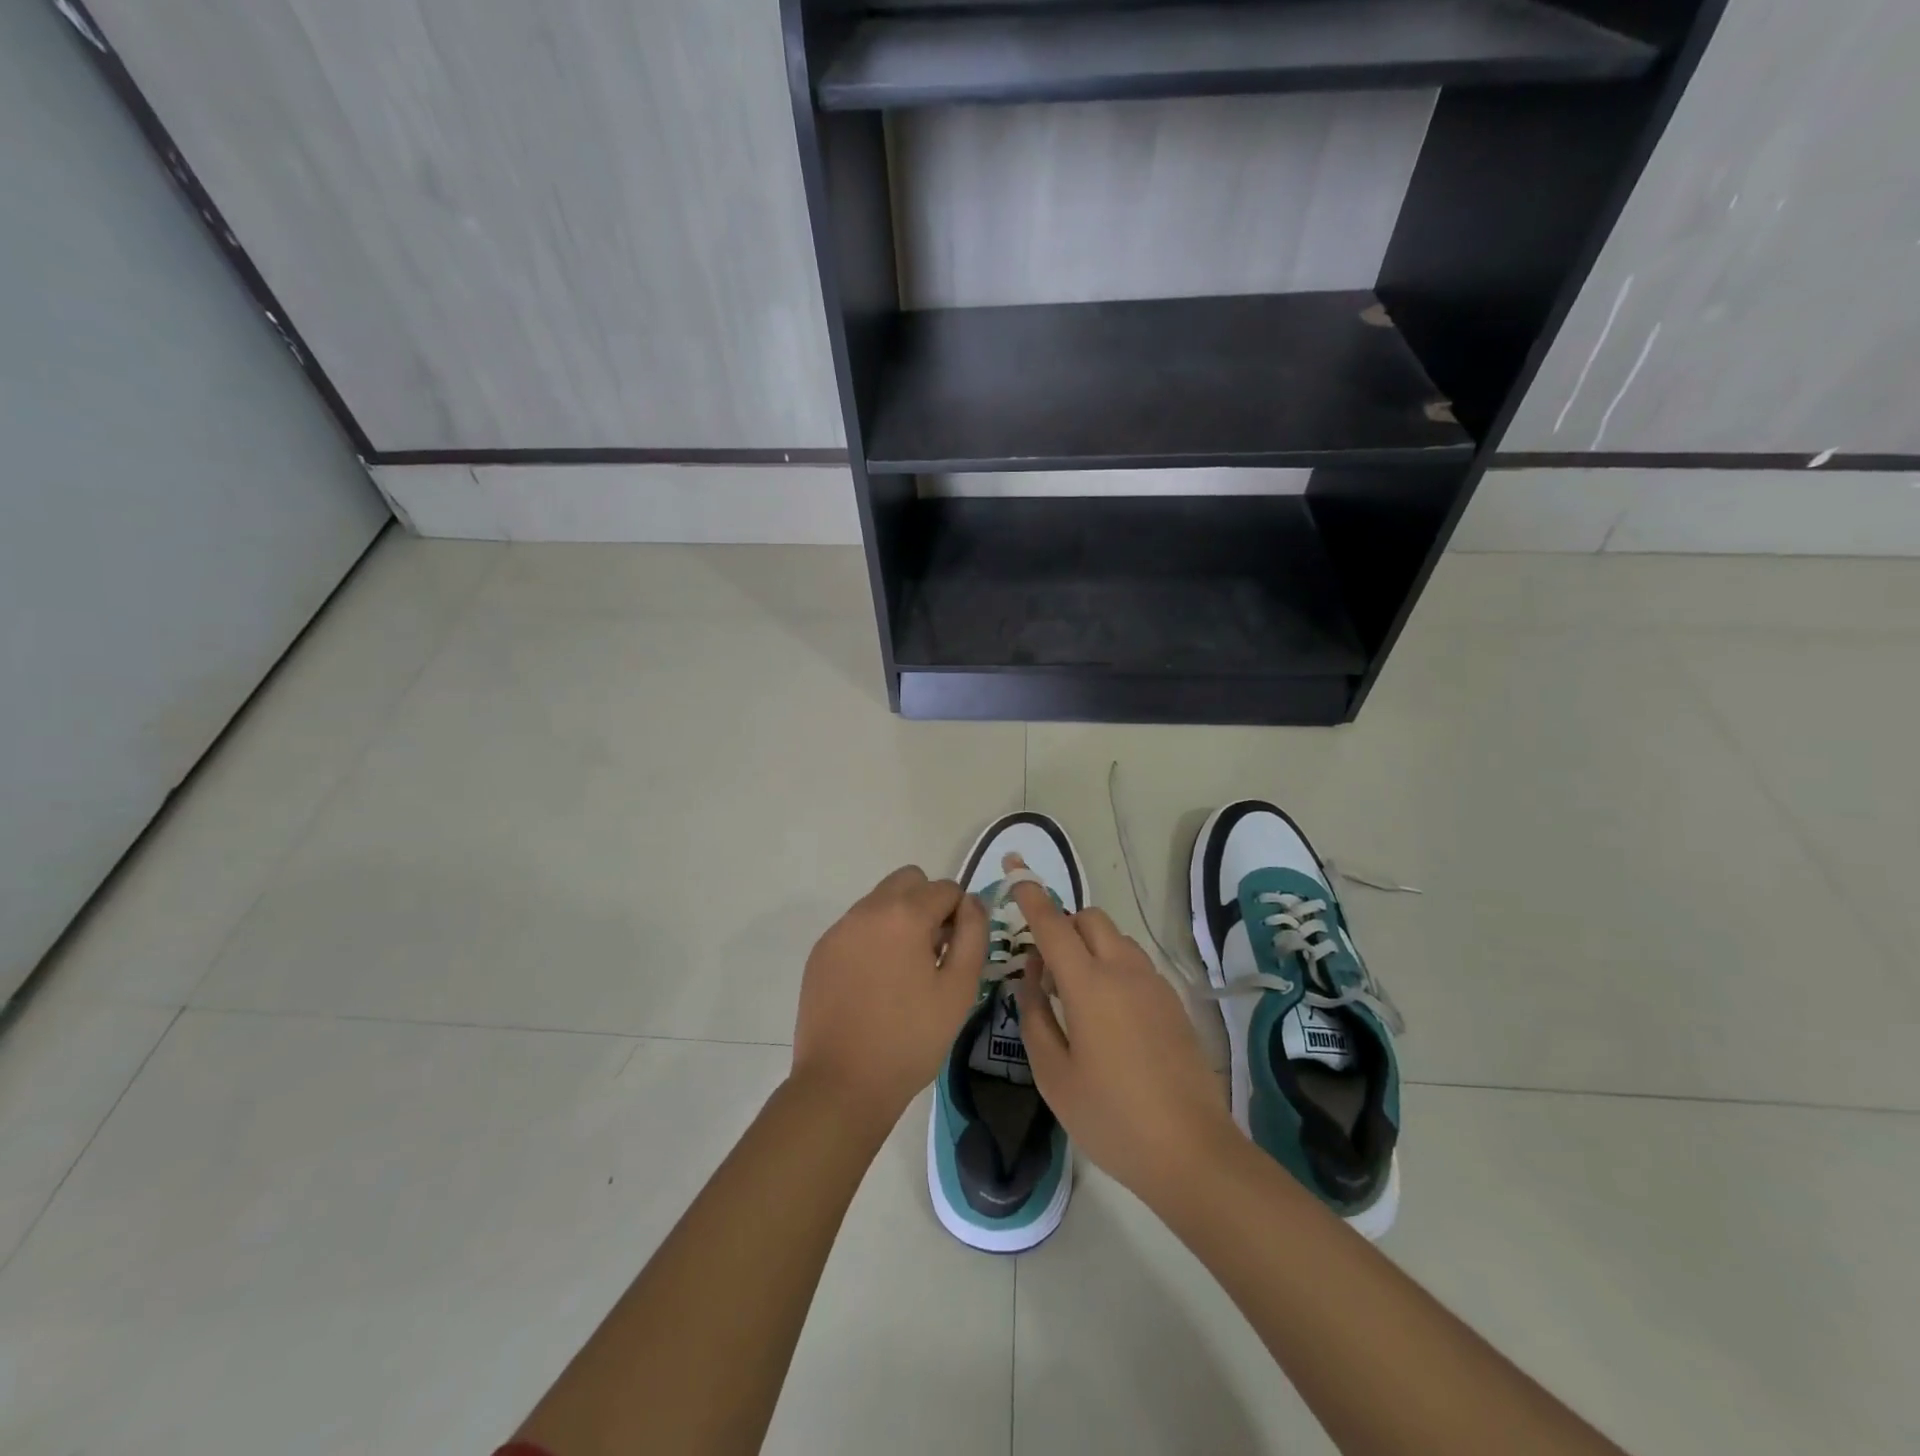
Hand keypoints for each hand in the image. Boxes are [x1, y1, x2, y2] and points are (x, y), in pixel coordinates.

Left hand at [791, 867, 986, 1135]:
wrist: (842, 1084)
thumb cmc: (910, 1039)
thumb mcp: (959, 989)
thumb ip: (973, 934)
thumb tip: (971, 903)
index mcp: (904, 914)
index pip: (945, 888)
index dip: (959, 914)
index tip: (956, 951)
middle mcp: (867, 910)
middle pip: (907, 880)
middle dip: (927, 904)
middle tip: (932, 952)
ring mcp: (839, 930)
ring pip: (879, 901)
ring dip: (898, 920)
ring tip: (903, 973)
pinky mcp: (820, 951)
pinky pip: (855, 927)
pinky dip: (872, 940)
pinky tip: (874, 985)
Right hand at [1010, 883, 1236, 1200]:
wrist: (1192, 1151)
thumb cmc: (1111, 1117)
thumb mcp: (1053, 1074)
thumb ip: (1035, 1016)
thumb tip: (1032, 977)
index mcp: (1089, 984)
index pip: (1054, 924)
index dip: (1031, 896)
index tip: (1016, 872)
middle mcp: (1124, 971)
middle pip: (1090, 918)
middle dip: (1063, 924)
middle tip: (1046, 965)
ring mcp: (1154, 984)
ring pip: (1116, 938)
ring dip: (1090, 945)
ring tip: (1077, 993)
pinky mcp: (1173, 1002)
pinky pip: (1135, 962)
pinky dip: (1113, 965)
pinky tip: (1109, 1015)